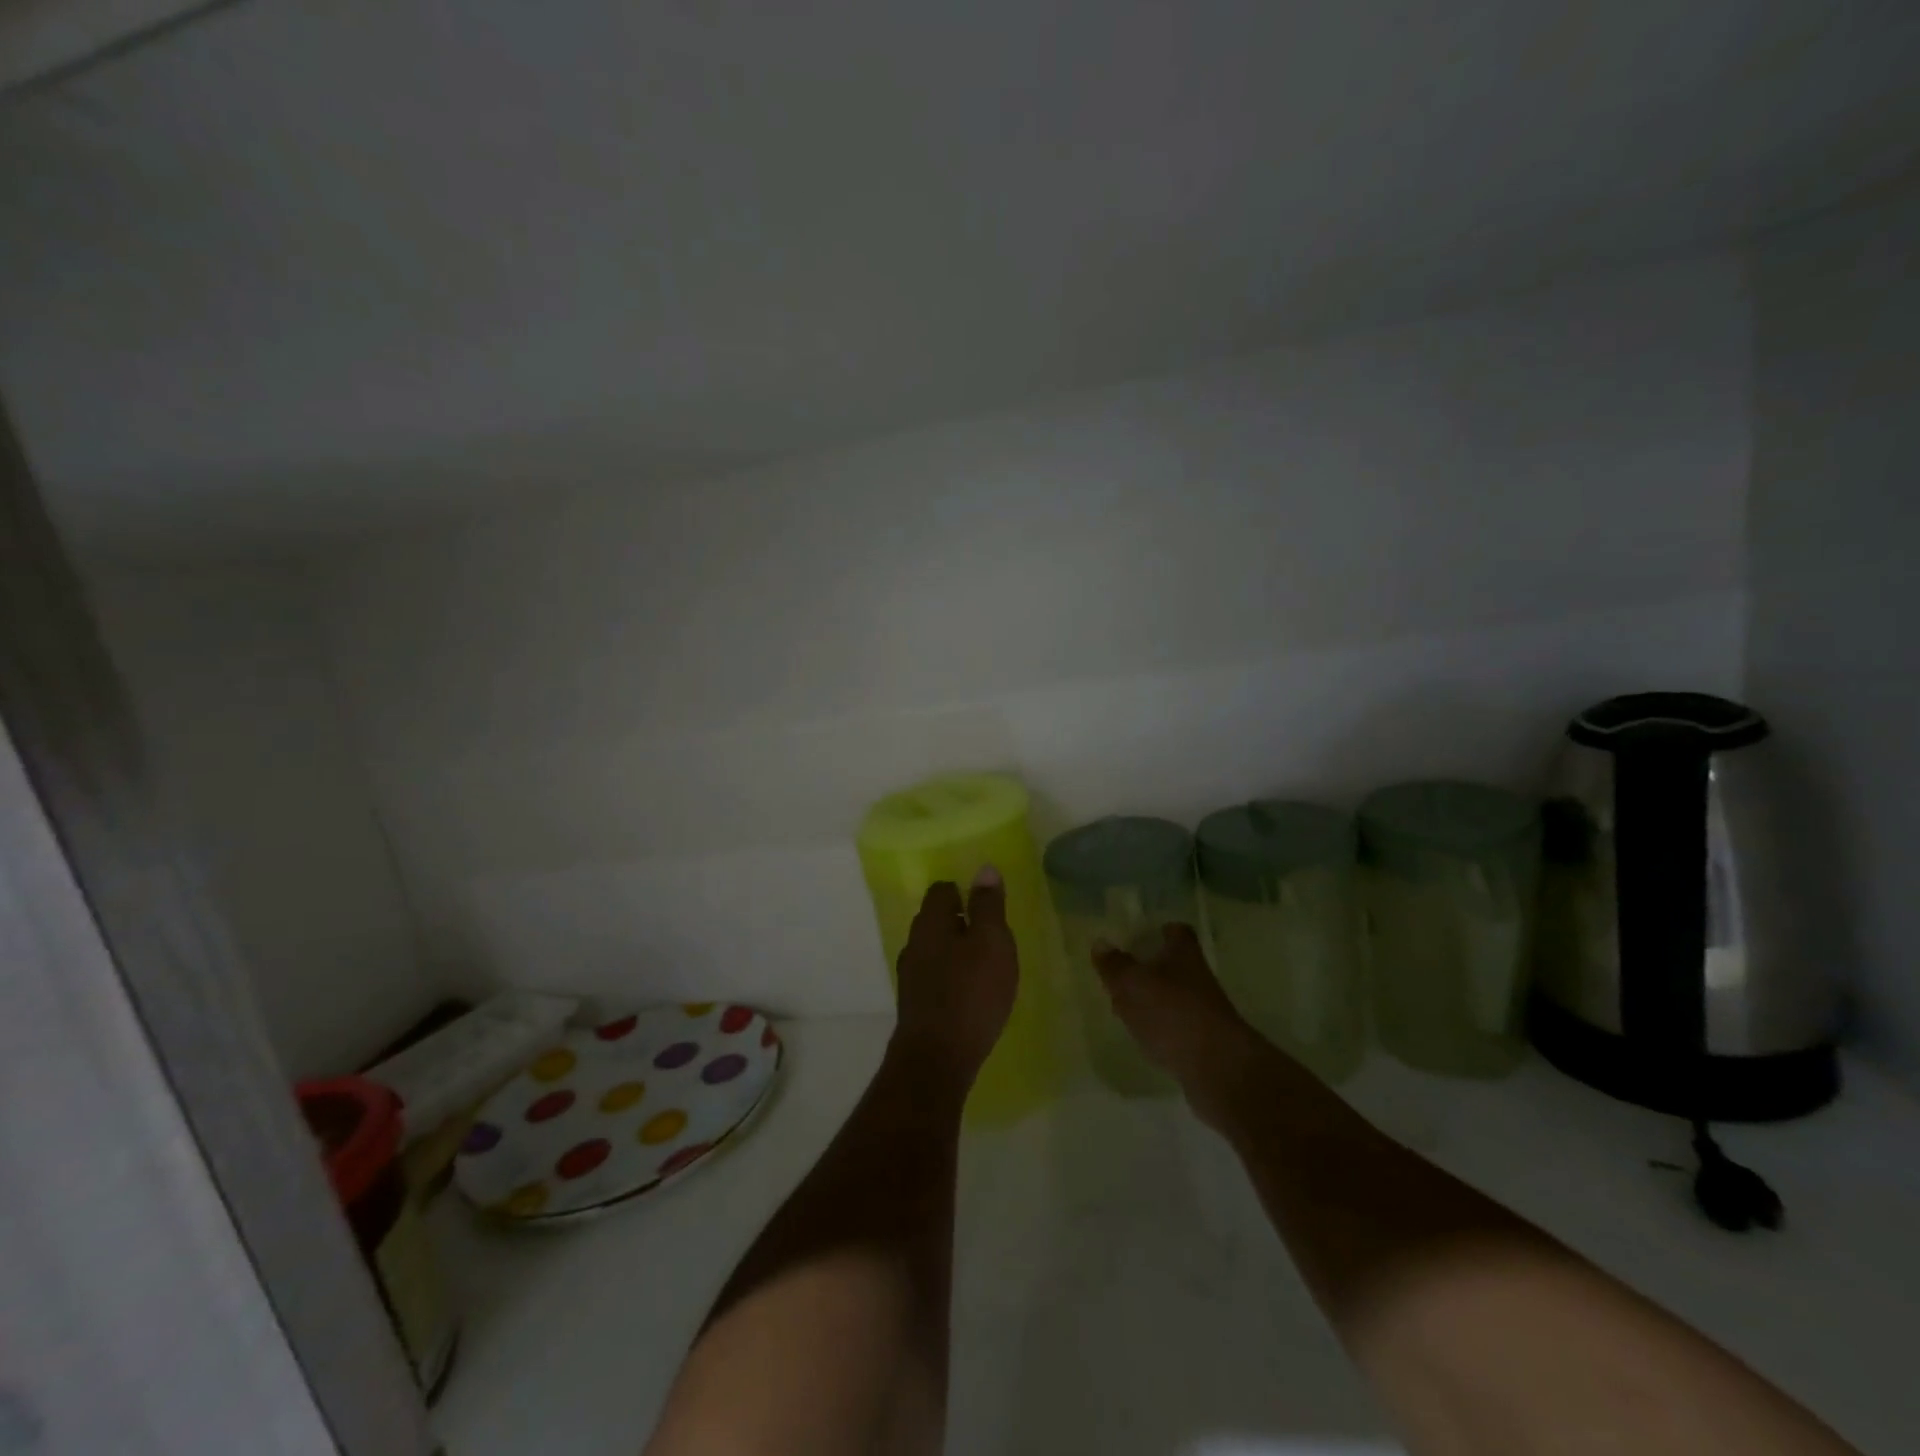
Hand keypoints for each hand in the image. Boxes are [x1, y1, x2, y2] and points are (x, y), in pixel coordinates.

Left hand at [890, 867, 1019, 1085]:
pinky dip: (951, 977)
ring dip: (957, 951)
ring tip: (985, 966)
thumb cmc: (970, 992)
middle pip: (936, 919)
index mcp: (930, 921)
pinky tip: (970, 994)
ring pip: (934, 949)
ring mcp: (910, 975)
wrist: (937, 1058)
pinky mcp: (914, 1003)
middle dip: (961, 922)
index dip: (965, 892)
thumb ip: (988, 905)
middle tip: (992, 936)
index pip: (942, 890)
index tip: (988, 906)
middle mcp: (914, 942)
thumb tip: (985, 869)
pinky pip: (934, 976)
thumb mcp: (991, 942)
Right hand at [1094, 923, 1266, 1123]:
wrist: (1218, 1069)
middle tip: (1122, 973)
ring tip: (1124, 1006)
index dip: (1159, 931)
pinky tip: (1143, 1036)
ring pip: (1174, 996)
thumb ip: (1115, 965)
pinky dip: (1161, 1028)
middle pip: (1173, 964)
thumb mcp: (1132, 984)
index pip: (1176, 931)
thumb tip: (1100, 943)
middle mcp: (1197, 977)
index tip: (1140, 936)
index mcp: (1183, 954)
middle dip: (1150, 967)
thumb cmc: (1171, 1014)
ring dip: (1153, 1000)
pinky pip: (1177, 1026)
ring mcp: (1204, 1010)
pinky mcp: (1204, 1040)